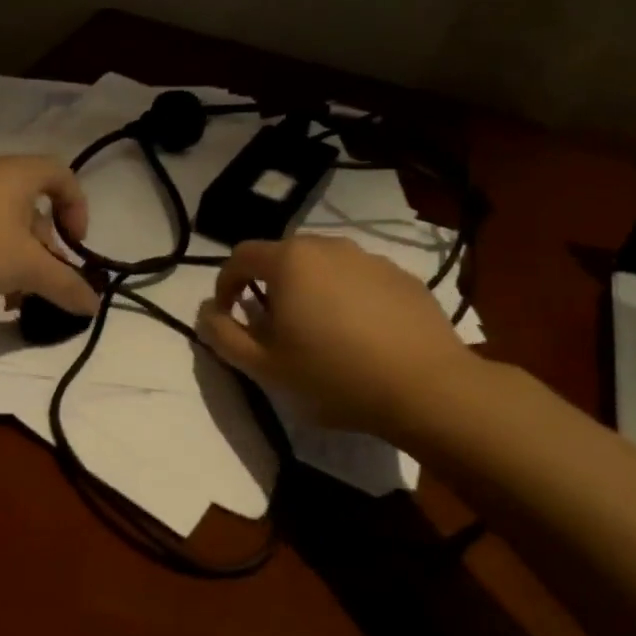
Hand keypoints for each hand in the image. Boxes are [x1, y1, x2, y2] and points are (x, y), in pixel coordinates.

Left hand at [0, 156, 99, 315]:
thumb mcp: (24, 267)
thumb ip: (63, 285)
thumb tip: (95, 305)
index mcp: (20, 174)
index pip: (64, 176)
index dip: (78, 209)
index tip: (75, 245)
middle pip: (32, 209)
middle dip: (44, 250)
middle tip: (44, 283)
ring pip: (0, 228)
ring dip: (14, 263)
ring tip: (12, 301)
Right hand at [195, 235, 473, 435]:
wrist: (427, 388)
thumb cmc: (334, 376)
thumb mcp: (264, 366)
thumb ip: (223, 334)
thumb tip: (207, 310)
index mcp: (290, 261)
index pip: (240, 256)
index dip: (225, 284)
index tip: (229, 315)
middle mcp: (328, 247)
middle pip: (283, 257)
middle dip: (269, 287)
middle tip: (274, 328)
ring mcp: (370, 258)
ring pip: (323, 266)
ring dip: (309, 290)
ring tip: (320, 332)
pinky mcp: (402, 277)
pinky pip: (359, 279)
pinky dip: (347, 298)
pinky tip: (360, 336)